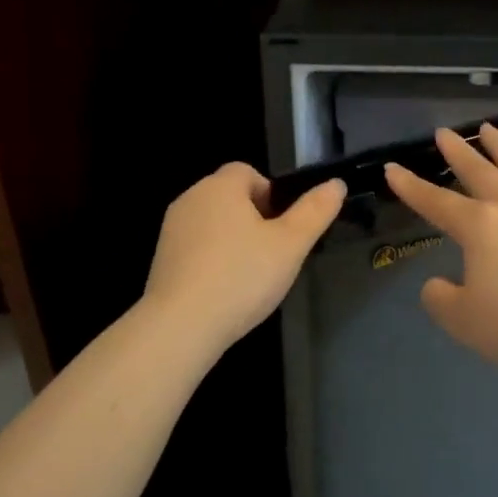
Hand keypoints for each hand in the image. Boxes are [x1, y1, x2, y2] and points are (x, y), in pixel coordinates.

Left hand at [143, 163, 345, 353]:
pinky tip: (225, 290)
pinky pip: (195, 248)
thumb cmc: (242, 276)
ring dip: (232, 240)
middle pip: (229, 197)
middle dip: (253, 218)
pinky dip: (212, 260)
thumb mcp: (291, 245)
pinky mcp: (161, 259)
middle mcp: (190, 199)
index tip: (283, 227)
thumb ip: (315, 212)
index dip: (270, 194)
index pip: (247, 171)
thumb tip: (336, 184)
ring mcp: (171, 230)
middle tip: (274, 253)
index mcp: (220, 186)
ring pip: (212, 223)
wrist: (181, 325)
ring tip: (251, 275)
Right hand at [385, 124, 497, 377]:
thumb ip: (440, 297)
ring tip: (490, 129)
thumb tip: (439, 283)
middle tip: (444, 132)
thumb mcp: (461, 320)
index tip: (393, 168)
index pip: (435, 202)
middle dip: (458, 152)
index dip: (411, 186)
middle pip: (480, 172)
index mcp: (479, 226)